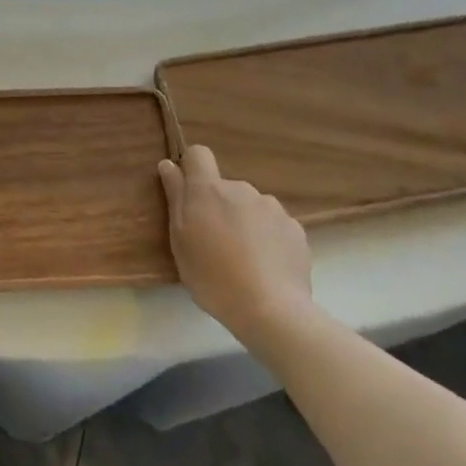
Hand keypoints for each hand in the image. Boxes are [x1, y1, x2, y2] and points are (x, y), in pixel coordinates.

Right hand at [159, 146, 313, 349]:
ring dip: (245, 222)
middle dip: (219, 206)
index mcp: (209, 189)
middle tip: (215, 243)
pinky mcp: (296, 229)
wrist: (272, 310)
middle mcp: (242, 188)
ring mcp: (272, 208)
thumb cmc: (213, 276)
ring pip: (251, 206)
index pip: (198, 154)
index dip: (192, 168)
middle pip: (225, 187)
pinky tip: (267, 267)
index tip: (189, 194)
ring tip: (245, 259)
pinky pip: (275, 225)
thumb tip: (169, 164)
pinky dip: (269, 238)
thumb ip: (175, 197)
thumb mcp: (180, 240)